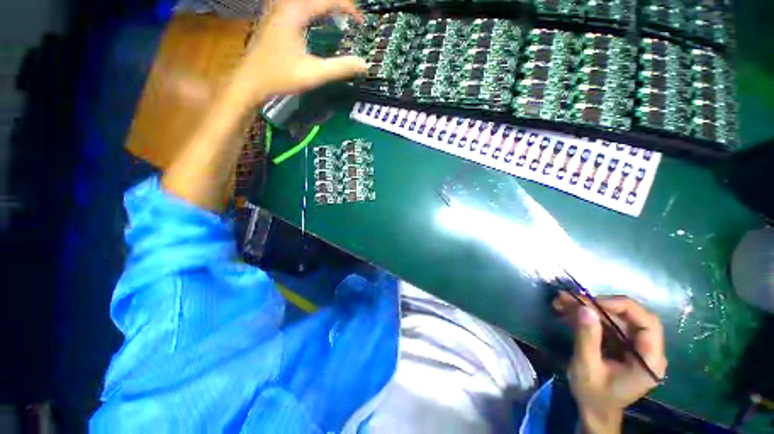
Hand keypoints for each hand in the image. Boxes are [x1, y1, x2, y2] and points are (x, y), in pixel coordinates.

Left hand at [228, 0, 366, 104]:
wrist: (250, 81)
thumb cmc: (280, 77)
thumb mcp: (313, 74)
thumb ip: (340, 68)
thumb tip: (363, 64)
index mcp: (294, 12)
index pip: (327, 0)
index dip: (348, 8)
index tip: (361, 21)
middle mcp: (284, 4)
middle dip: (337, 5)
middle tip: (351, 18)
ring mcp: (276, 9)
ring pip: (305, 2)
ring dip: (323, 8)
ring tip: (338, 18)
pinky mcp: (273, 17)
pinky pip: (296, 6)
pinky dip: (311, 10)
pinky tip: (316, 21)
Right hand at [554, 293, 667, 433]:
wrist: (594, 411)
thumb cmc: (594, 395)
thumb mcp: (587, 367)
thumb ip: (587, 338)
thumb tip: (584, 308)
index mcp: (649, 360)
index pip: (647, 323)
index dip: (621, 307)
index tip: (591, 302)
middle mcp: (647, 350)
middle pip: (628, 317)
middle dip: (597, 305)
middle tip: (569, 299)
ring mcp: (634, 346)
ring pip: (615, 317)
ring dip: (588, 309)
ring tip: (561, 302)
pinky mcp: (621, 344)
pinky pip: (607, 324)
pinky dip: (587, 316)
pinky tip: (567, 313)